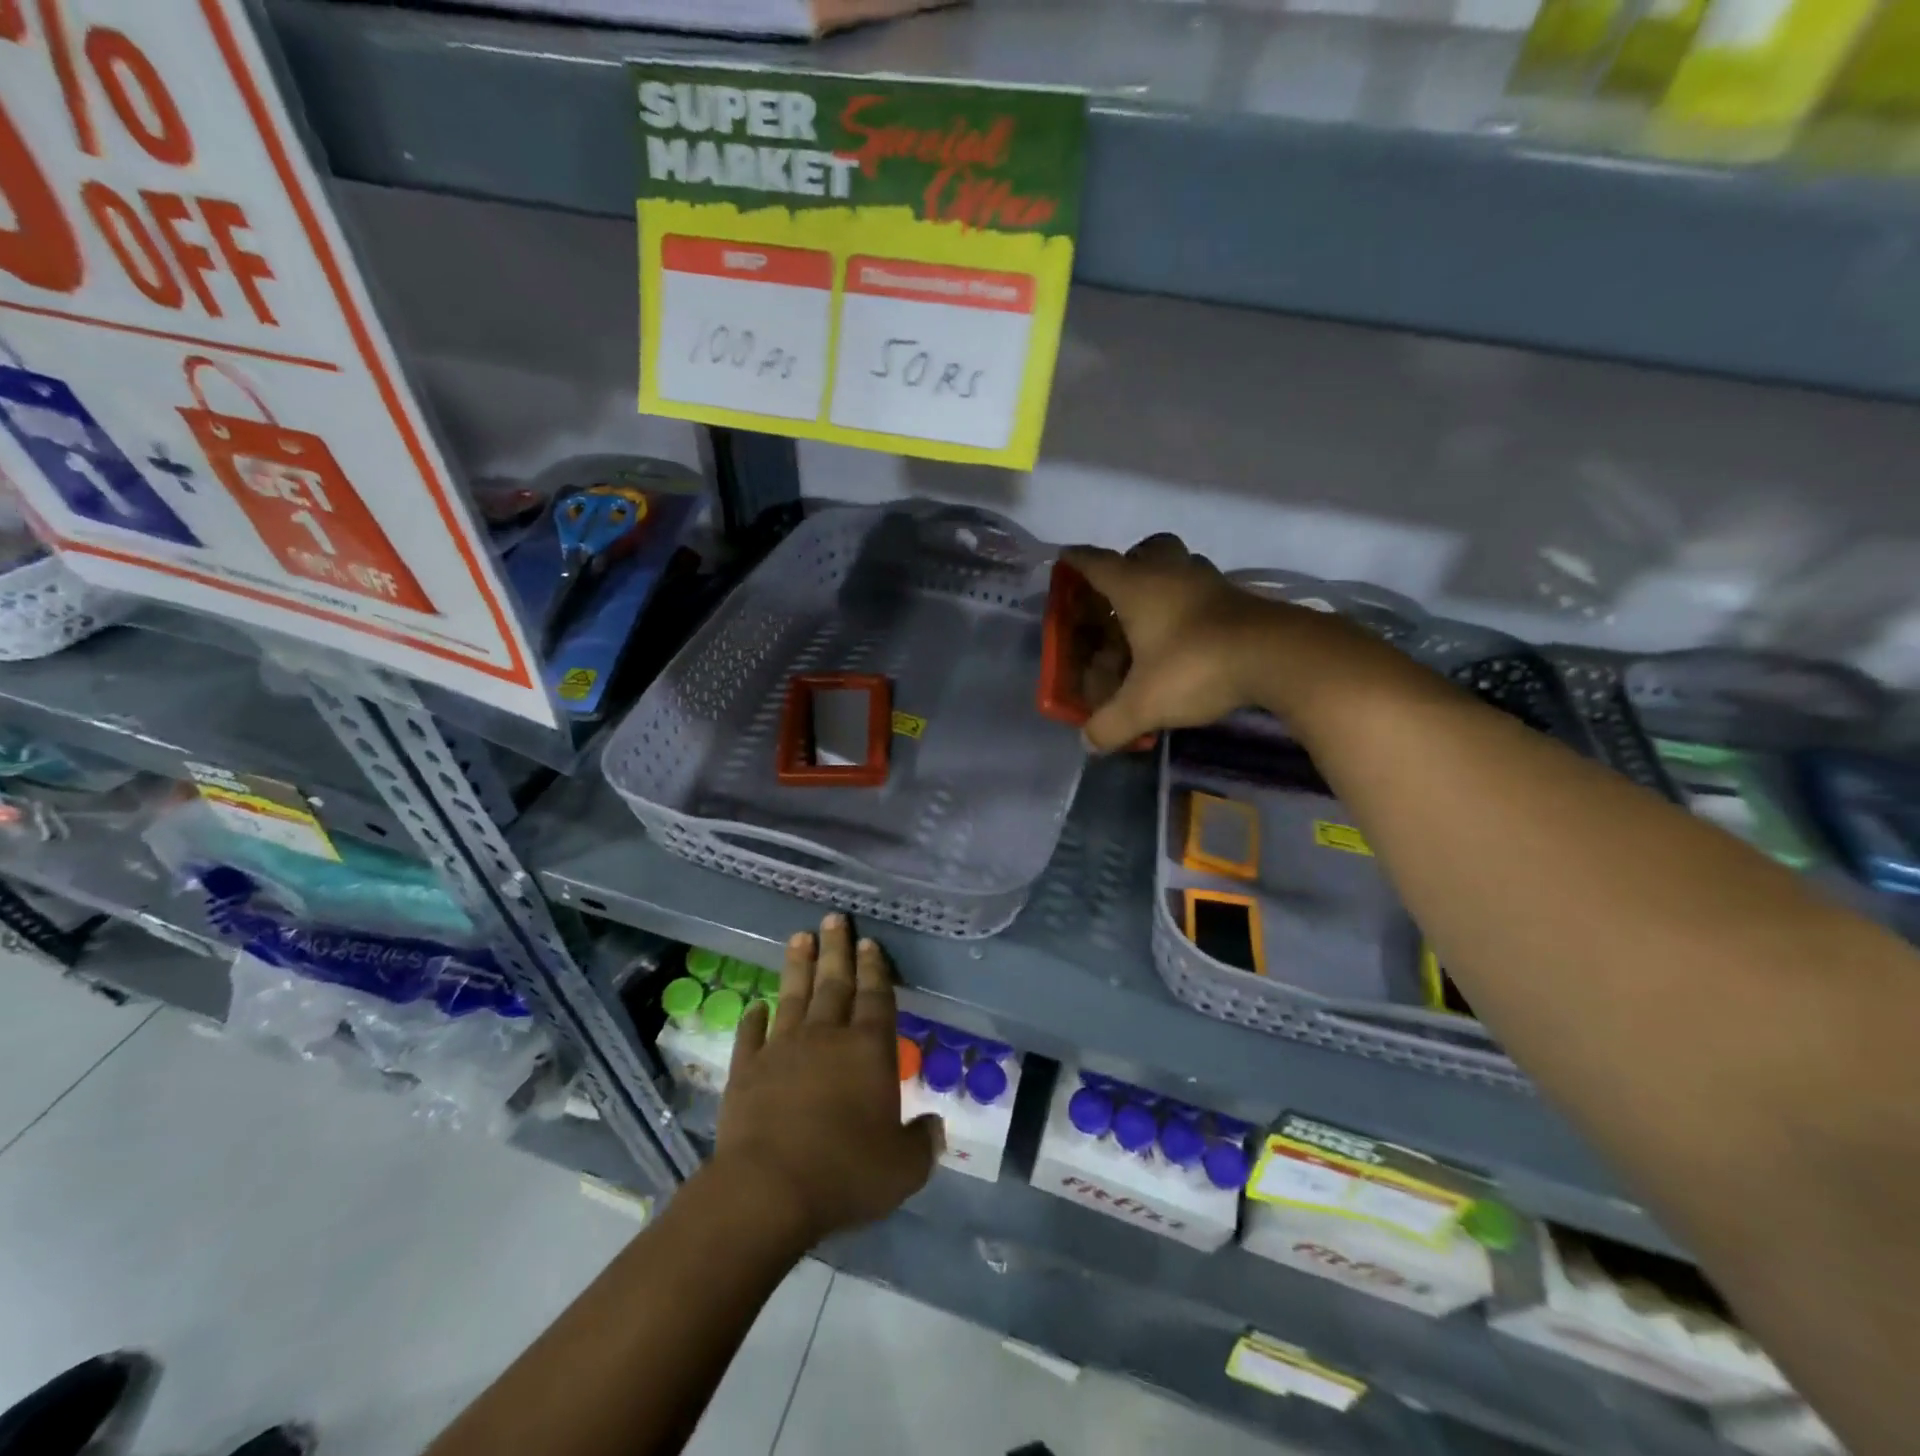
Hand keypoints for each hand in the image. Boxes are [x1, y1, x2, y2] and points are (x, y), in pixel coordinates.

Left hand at [714, 914, 940, 1246]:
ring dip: (798, 965)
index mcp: (868, 1050)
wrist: (768, 1190)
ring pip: (793, 996)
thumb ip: (922, 1144)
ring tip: (799, 936)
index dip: (875, 968)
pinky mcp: (746, 1069)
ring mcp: (782, 1048)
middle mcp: (827, 1037)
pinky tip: (756, 1006)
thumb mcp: (902, 1168)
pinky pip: (750, 1034)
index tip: (869, 941)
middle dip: (837, 949)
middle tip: (834, 918)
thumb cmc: (845, 1173)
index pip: (876, 997)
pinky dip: (754, 1018)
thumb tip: (935, 1128)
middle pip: (835, 983)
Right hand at [1063, 536, 1396, 750]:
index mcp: (1136, 586)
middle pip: (1144, 550)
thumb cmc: (1194, 666)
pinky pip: (1205, 589)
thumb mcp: (1143, 704)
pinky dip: (1191, 603)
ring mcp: (1209, 581)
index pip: (1094, 562)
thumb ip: (1110, 724)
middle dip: (1127, 565)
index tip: (1064, 560)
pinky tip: (1189, 633)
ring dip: (1164, 581)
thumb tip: (1088, 743)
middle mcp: (1171, 573)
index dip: (1075, 562)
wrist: (1278, 656)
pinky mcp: (1239, 597)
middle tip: (1118, 594)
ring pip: (1180, 565)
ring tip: (1153, 616)